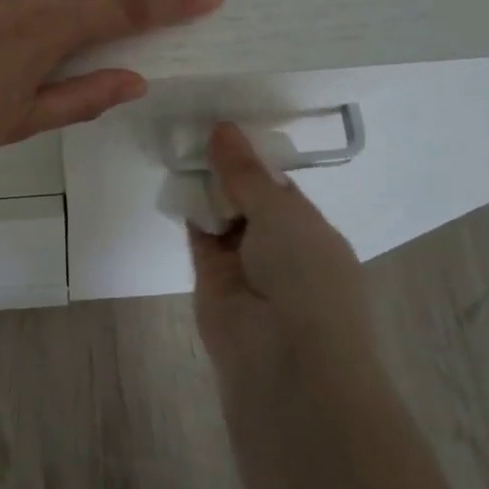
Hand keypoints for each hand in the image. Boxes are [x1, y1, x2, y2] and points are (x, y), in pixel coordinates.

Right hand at [189, 122, 373, 377]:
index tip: (225, 128)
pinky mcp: (212, 282)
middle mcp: (281, 248)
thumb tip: (223, 128)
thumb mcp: (281, 212)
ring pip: (222, 218)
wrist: (284, 360)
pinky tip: (176, 182)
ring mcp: (246, 267)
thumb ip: (245, 173)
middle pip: (248, 200)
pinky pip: (200, 238)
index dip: (253, 159)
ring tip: (181, 146)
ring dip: (206, 190)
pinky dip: (190, 213)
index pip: (279, 188)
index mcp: (312, 231)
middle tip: (196, 129)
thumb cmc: (304, 276)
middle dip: (227, 172)